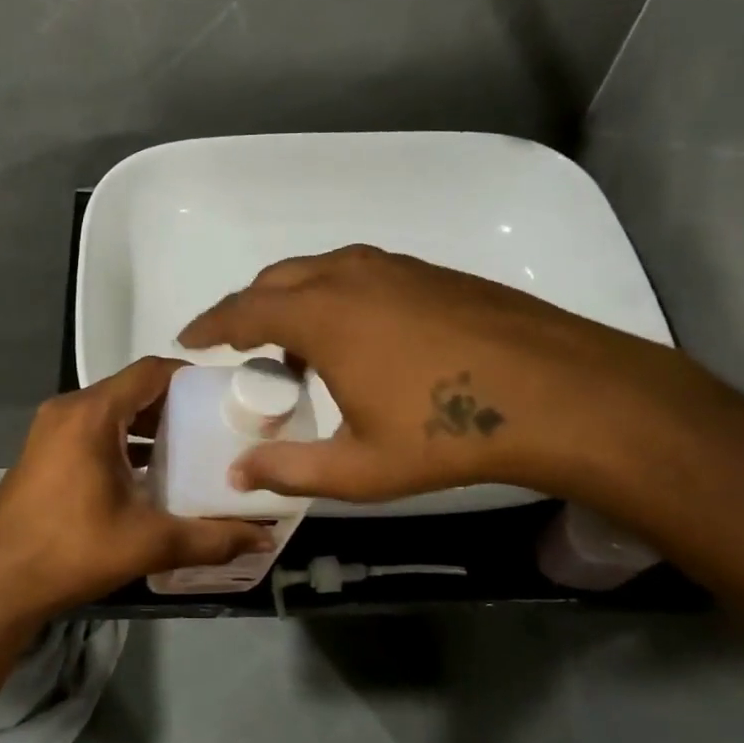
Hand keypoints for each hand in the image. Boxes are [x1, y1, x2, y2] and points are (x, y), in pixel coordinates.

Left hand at [0, 357, 273, 622]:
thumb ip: (211, 538)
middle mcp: (68, 409)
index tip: (224, 396)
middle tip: (214, 427)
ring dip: (147, 425)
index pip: (150, 372)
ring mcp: (49, 429)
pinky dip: (121, 439)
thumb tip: (264, 538)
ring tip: (189, 449)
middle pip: (131, 389)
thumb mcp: (148, 543)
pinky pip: (91, 429)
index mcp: (92, 414)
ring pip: (111, 410)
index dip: (190, 377)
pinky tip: (147, 473)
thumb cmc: (71, 551)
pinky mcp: (42, 450)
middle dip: (174, 405)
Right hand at [179, 245, 678, 503]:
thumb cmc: (447, 432)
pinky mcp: (426, 271)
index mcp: (321, 316)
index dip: (209, 323)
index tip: (187, 338)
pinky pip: (356, 272)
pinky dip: (332, 294)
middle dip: (246, 308)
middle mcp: (347, 277)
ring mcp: (391, 267)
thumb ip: (290, 470)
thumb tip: (238, 474)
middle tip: (236, 342)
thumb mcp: (360, 467)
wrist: (556, 391)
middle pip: (275, 281)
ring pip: (318, 271)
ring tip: (294, 345)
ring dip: (292, 300)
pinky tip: (355, 335)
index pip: (242, 310)